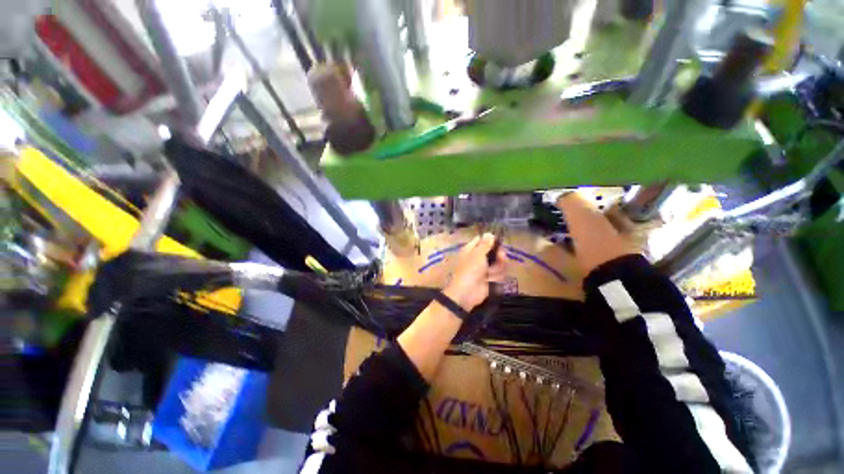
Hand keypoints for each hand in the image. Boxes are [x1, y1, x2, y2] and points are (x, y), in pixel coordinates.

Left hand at [443, 233, 506, 311]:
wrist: (467, 292)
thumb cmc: (470, 269)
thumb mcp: (478, 254)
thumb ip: (485, 244)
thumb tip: (489, 233)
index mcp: (470, 250)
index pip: (480, 240)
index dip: (489, 240)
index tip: (498, 240)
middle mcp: (477, 258)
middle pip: (492, 252)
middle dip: (498, 255)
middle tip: (501, 256)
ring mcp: (484, 269)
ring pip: (497, 264)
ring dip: (498, 267)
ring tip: (492, 272)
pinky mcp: (490, 279)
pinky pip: (498, 274)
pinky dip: (496, 277)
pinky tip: (492, 279)